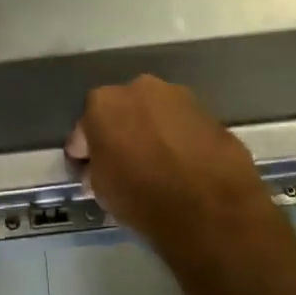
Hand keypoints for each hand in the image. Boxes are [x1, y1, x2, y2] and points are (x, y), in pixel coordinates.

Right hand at [67, 76, 272, 252]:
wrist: (212, 206)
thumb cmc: (143, 197)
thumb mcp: (102, 192)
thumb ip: (95, 170)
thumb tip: (97, 168)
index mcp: (103, 103)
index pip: (83, 130)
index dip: (84, 154)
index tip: (87, 173)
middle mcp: (139, 88)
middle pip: (121, 113)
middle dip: (119, 134)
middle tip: (123, 165)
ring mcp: (178, 96)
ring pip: (154, 115)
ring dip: (151, 133)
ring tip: (157, 165)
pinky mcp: (209, 112)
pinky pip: (182, 126)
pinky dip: (178, 139)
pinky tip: (182, 165)